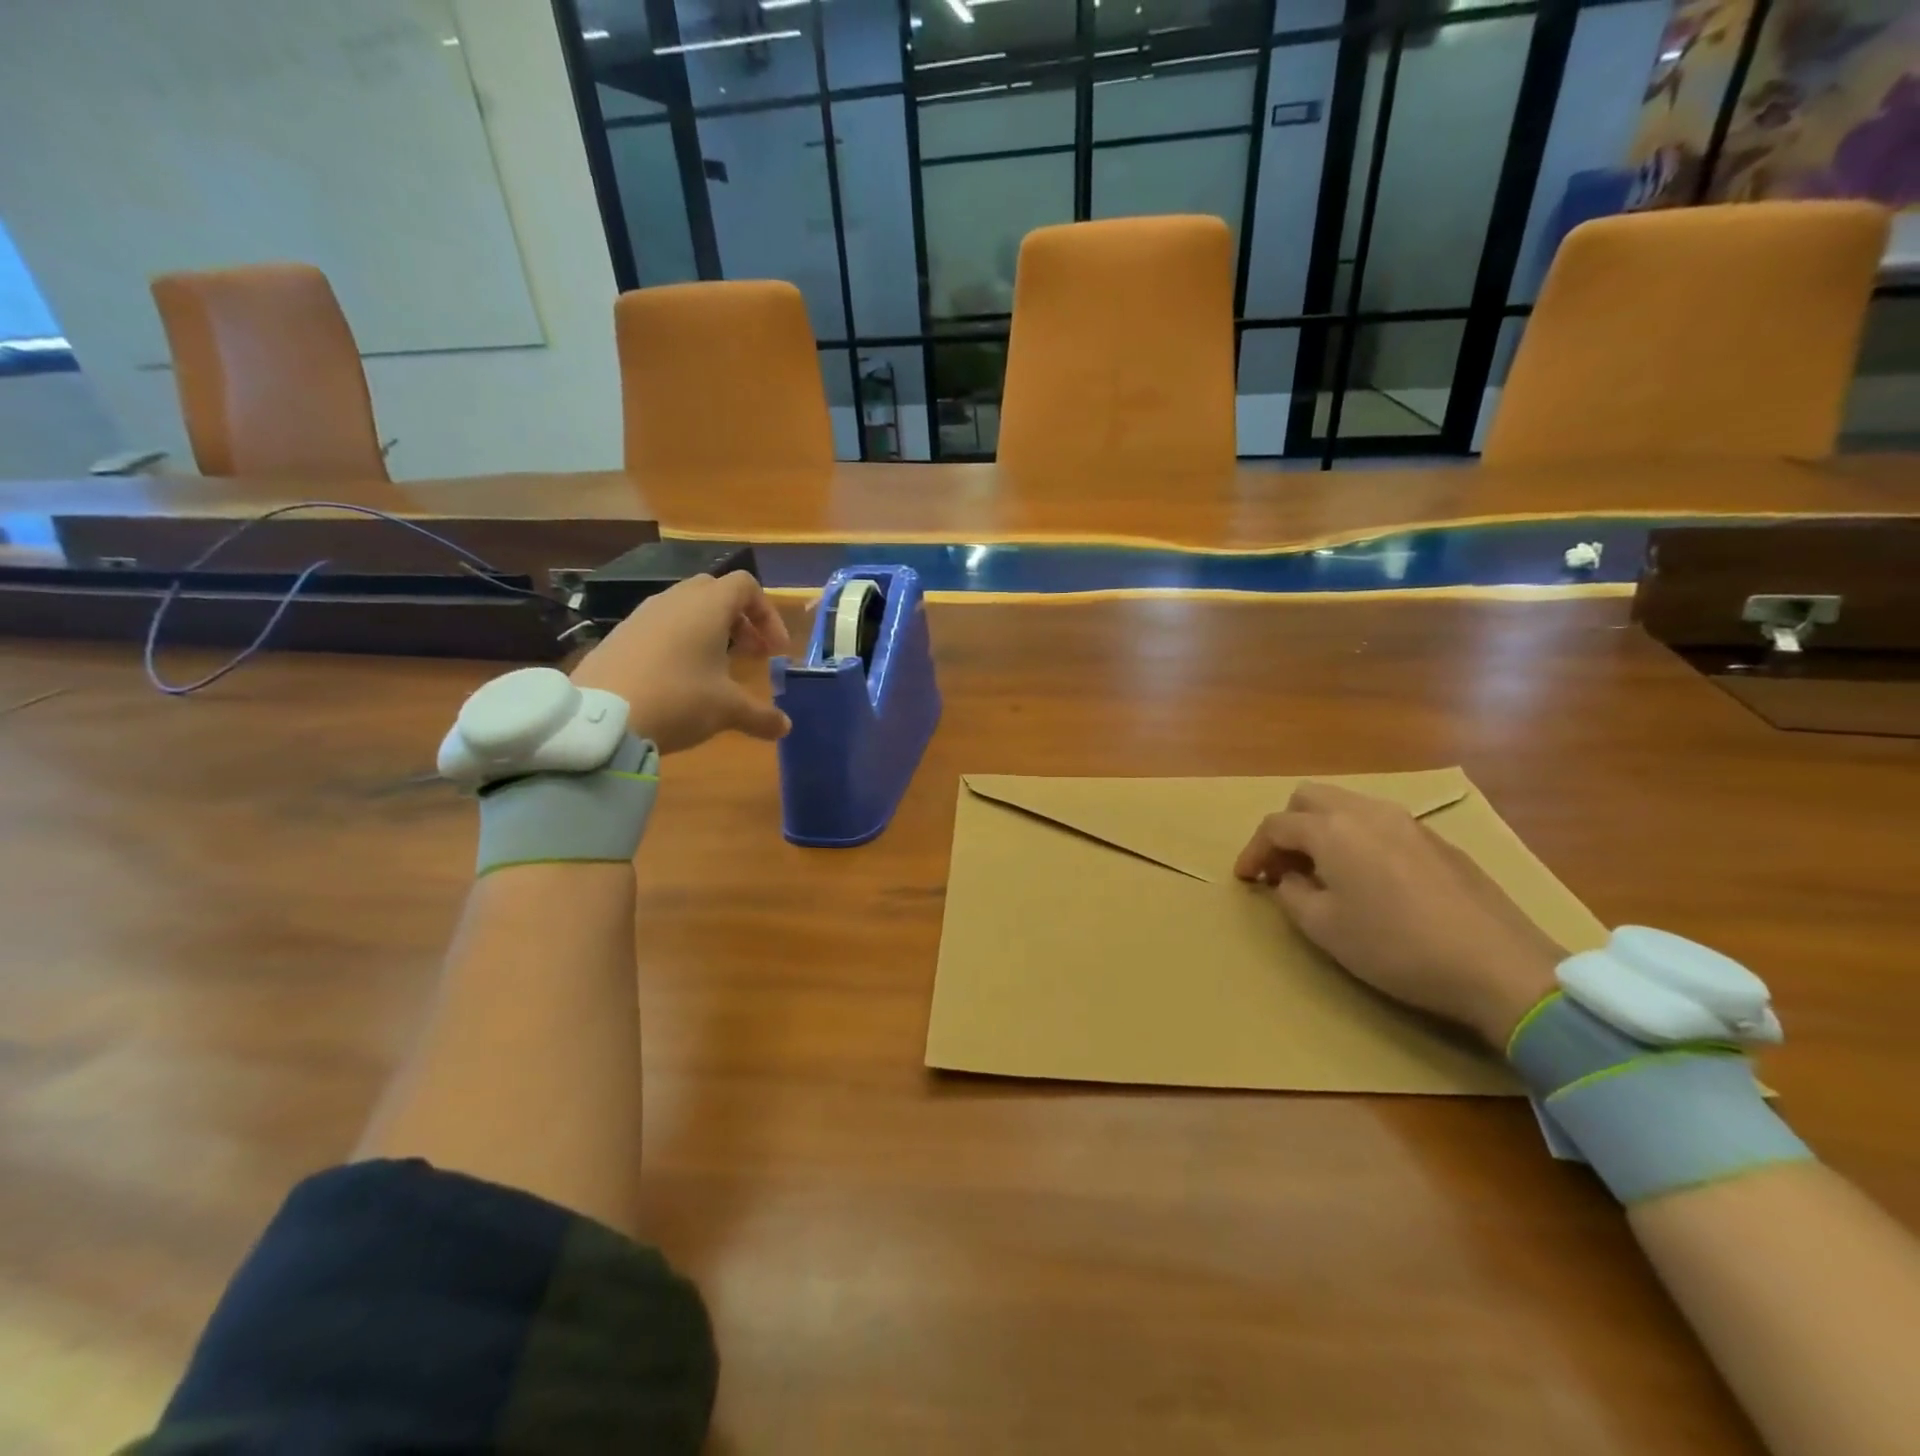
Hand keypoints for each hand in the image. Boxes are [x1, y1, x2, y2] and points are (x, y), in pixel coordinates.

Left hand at [568, 571, 791, 753]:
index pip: (746, 586)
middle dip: (740, 620)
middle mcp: (675, 600)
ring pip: (686, 608)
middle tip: (751, 654)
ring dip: (709, 631)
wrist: (600, 718)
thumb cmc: (678, 699)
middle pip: (716, 592)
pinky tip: (679, 678)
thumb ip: (761, 716)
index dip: (768, 614)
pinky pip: (660, 626)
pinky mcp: (620, 634)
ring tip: (716, 668)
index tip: (775, 651)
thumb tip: (785, 727)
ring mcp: (642, 615)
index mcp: (708, 606)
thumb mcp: (727, 710)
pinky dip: (679, 642)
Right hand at [1233, 782, 1563, 1049]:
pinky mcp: (1436, 840)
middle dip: (1286, 828)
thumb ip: (1292, 895)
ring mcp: (1407, 822)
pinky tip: (1367, 877)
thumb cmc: (1396, 947)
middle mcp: (1366, 812)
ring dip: (1321, 829)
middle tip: (1282, 867)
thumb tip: (1289, 878)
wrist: (1498, 965)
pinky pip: (1378, 823)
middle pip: (1308, 798)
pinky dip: (1355, 838)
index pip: (1275, 826)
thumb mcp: (1324, 928)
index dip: (1253, 851)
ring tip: (1321, 871)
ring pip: (1346, 805)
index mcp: (1332, 830)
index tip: (1245, 878)